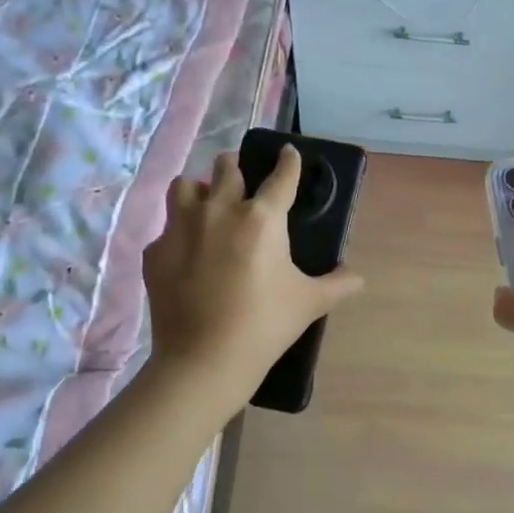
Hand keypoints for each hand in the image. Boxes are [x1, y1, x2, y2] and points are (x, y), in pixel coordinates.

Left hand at [143, 145, 363, 403]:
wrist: (204, 360)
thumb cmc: (265, 325)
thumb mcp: (310, 303)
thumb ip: (338, 284)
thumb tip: (358, 278)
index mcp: (262, 218)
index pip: (281, 176)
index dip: (288, 161)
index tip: (288, 152)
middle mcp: (219, 210)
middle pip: (227, 166)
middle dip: (238, 168)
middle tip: (245, 184)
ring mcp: (181, 228)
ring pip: (186, 186)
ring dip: (201, 190)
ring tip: (209, 207)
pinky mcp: (155, 251)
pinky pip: (167, 228)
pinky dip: (179, 234)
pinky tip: (188, 255)